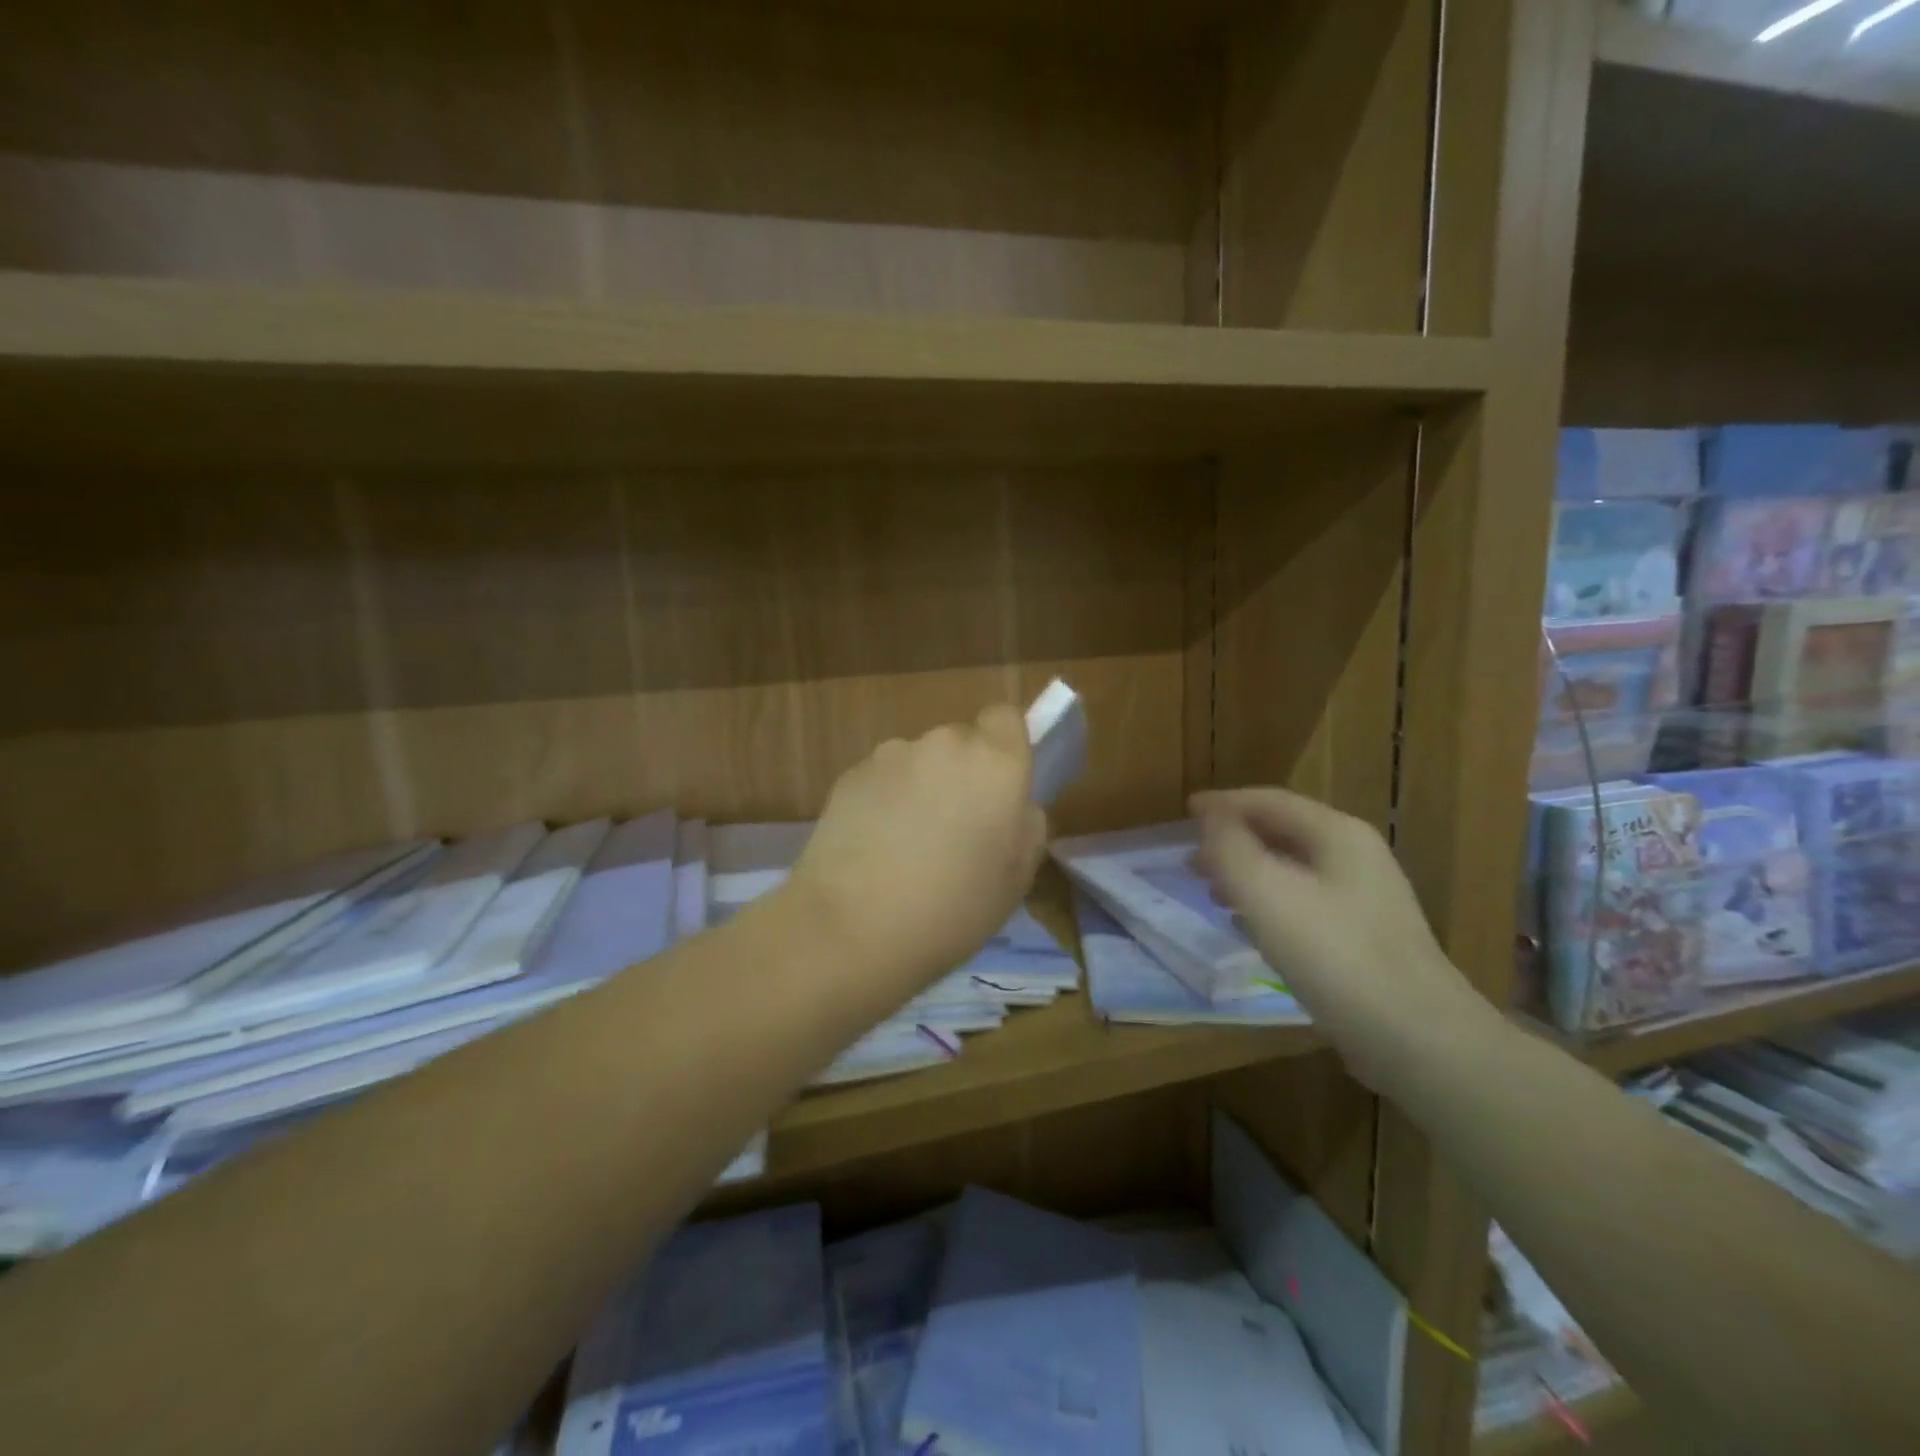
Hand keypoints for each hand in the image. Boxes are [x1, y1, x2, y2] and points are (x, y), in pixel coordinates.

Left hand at [788, 706, 1047, 993]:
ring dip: (921, 787)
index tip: (999, 789)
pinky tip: (874, 846)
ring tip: (907, 844)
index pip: (1006, 717)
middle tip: (955, 828)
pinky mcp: (851, 774)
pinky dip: (885, 801)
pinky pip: (883, 778)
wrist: (853, 926)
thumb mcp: (1018, 878)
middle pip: (961, 742)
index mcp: (995, 761)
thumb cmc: (953, 908)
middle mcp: (944, 743)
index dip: (1005, 747)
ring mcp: (892, 755)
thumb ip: (1026, 825)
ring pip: (919, 761)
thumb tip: (1014, 805)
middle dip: (961, 774)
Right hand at [1191, 787, 1489, 1092]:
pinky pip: (1303, 901)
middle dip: (1232, 839)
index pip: (1269, 801)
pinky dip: (1268, 901)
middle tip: (1191, 857)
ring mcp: (1365, 898)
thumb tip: (1209, 816)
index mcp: (1336, 834)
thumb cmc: (1333, 954)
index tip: (1185, 812)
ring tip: (1211, 889)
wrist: (1417, 1038)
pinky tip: (1249, 925)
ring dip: (1247, 871)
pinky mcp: (1364, 936)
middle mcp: (1355, 856)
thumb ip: (1229, 847)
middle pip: (1282, 831)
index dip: (1223, 804)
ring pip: (1292, 868)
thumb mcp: (1266, 892)